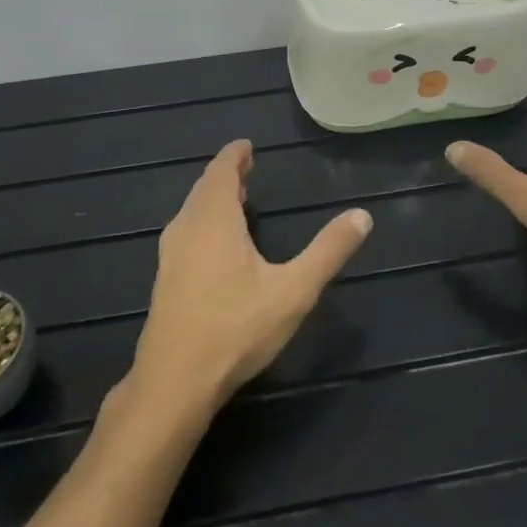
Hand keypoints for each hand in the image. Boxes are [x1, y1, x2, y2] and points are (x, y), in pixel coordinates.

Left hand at [127, 140, 372, 419]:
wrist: (175, 380)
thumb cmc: (236, 328)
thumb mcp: (294, 291)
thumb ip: (328, 252)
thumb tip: (362, 216)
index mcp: (214, 219)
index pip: (221, 171)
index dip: (234, 156)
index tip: (246, 146)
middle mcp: (186, 227)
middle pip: (204, 189)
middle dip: (225, 176)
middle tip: (246, 168)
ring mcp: (170, 254)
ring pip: (191, 212)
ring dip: (211, 199)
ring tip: (234, 199)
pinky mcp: (164, 279)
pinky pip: (185, 233)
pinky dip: (202, 222)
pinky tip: (214, 244)